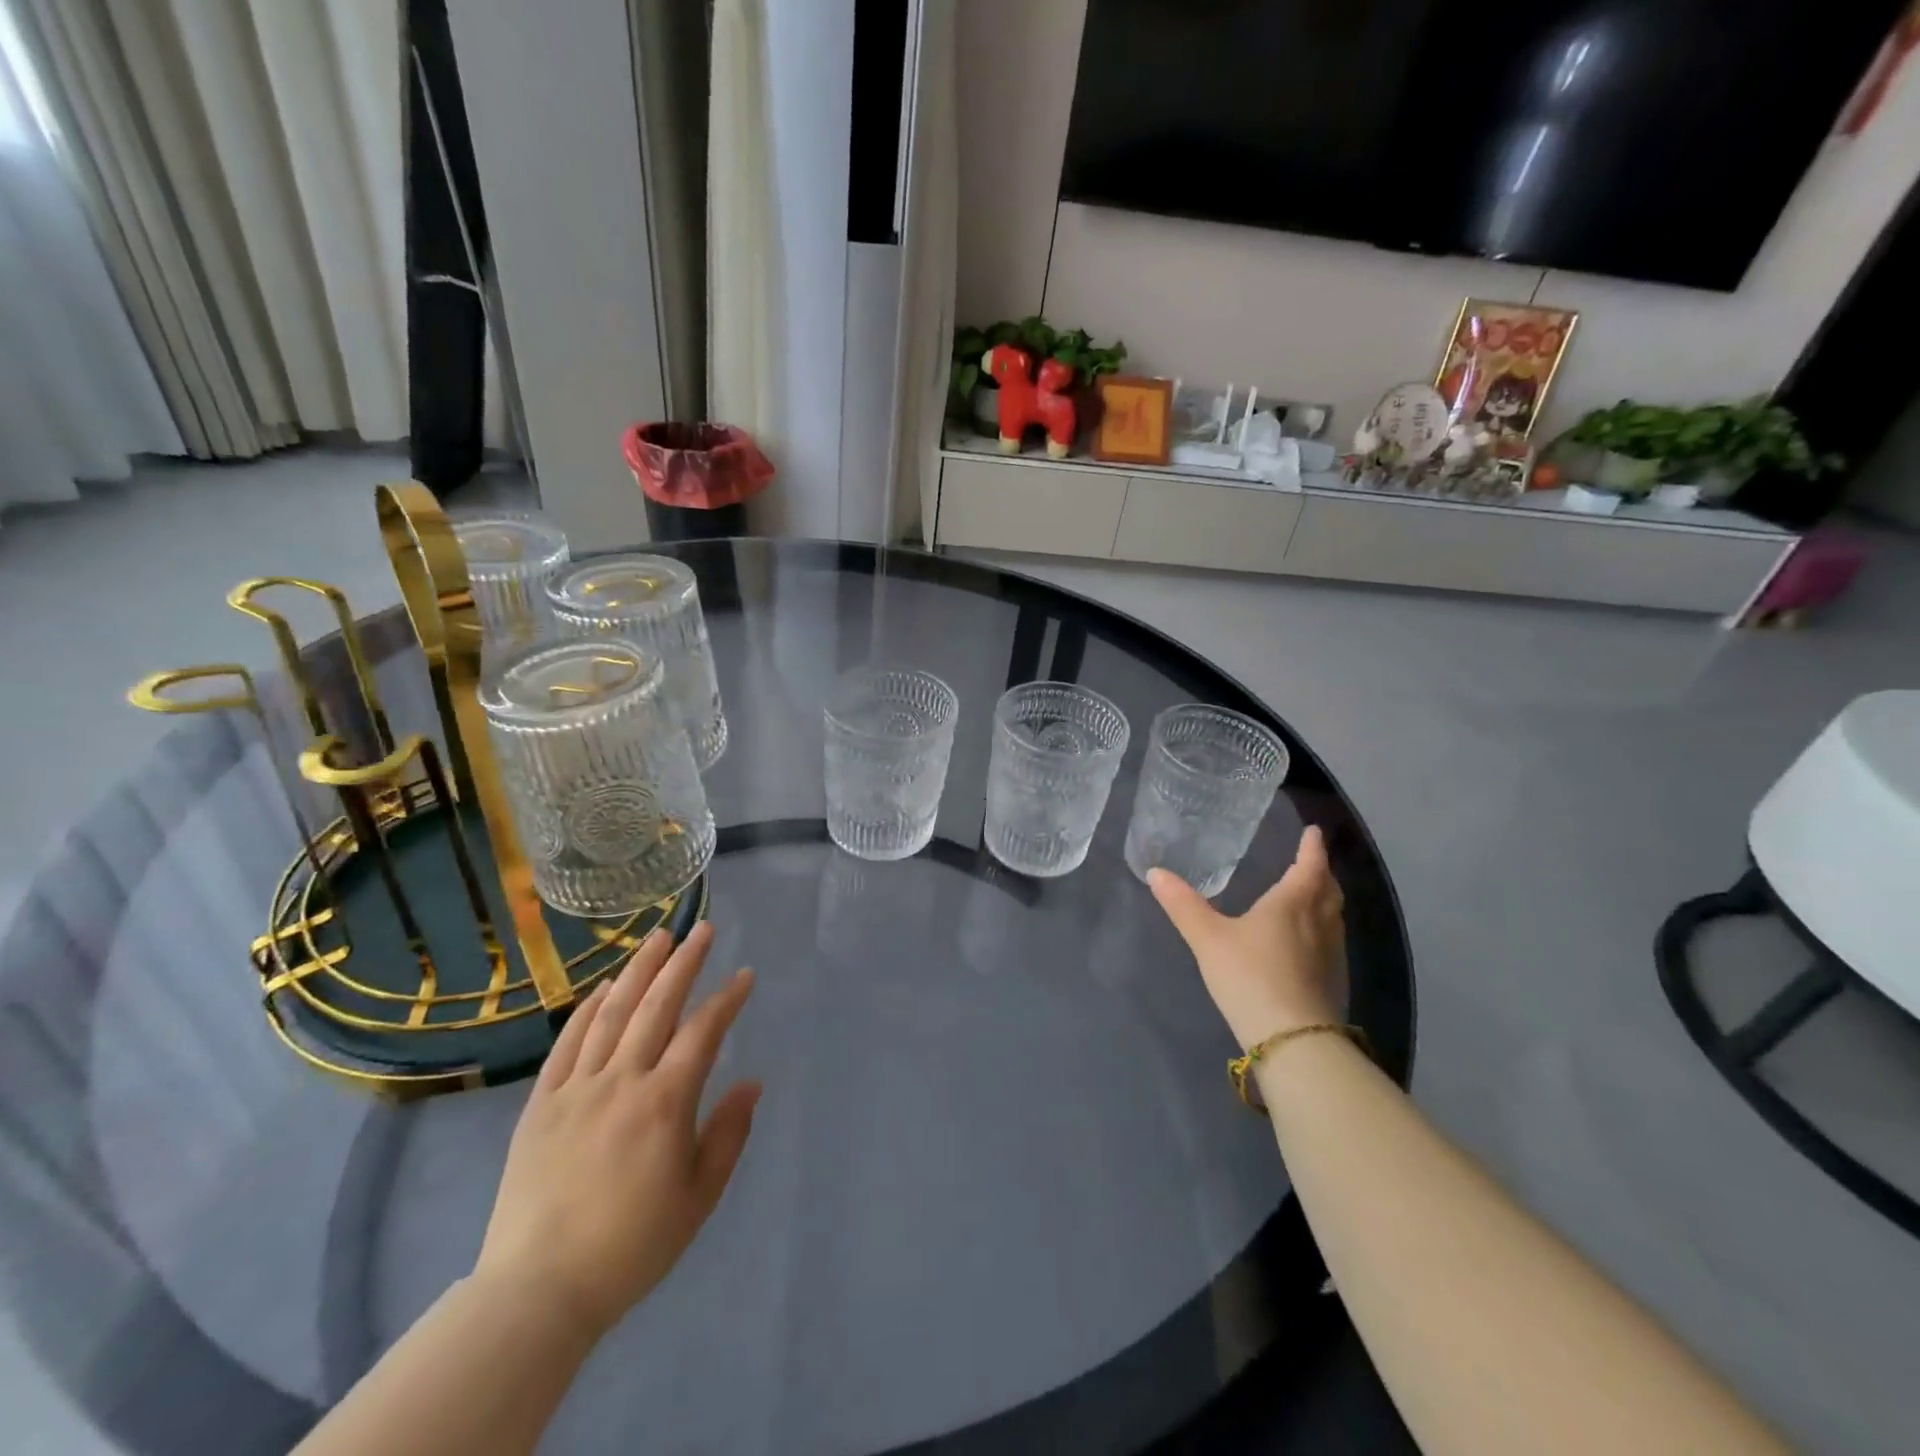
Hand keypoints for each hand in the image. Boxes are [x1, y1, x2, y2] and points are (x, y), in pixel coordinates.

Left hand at [474, 922, 758, 1340]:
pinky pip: (567, 1043)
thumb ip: (728, 1134)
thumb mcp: (698, 1197)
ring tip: (658, 937)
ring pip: (612, 1013)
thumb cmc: (631, 1246)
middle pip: (657, 1006)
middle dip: (684, 962)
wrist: (538, 1290)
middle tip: (703, 929)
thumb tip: (751, 1082)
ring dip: (638, 970)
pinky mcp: (541, 1103)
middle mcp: (622, 1081)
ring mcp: (577, 1088)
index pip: (704, 1032)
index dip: (727, 999)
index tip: (744, 975)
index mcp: (664, 1102)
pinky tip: (605, 987)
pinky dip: (588, 1009)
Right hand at [1148, 825, 1346, 1049]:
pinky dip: (1322, 929)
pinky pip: (1331, 942)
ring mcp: (1331, 955)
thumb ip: (1183, 906)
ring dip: (1324, 901)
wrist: (1294, 1040)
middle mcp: (1319, 923)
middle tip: (1310, 862)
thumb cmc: (1251, 976)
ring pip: (1333, 917)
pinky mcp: (1333, 983)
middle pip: (1328, 890)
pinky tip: (1306, 942)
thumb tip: (1155, 872)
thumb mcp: (1208, 938)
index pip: (1308, 865)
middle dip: (1320, 872)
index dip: (1311, 847)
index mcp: (1292, 903)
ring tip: (1309, 896)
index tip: (1313, 831)